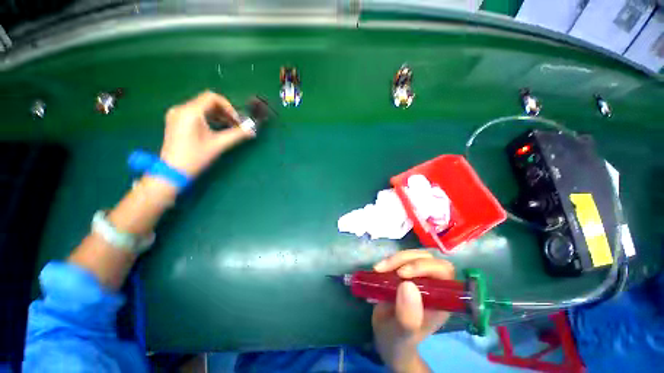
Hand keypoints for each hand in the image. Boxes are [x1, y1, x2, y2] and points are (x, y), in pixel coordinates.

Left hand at [160, 91, 252, 176]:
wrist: (172, 172)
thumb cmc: (196, 157)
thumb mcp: (219, 145)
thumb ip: (237, 135)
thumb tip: (252, 131)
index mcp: (190, 112)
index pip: (212, 97)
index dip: (229, 107)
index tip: (238, 121)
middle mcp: (181, 109)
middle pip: (207, 102)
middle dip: (225, 112)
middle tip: (236, 125)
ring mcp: (176, 115)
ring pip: (202, 108)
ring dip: (218, 115)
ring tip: (228, 128)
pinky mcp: (176, 122)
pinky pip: (195, 114)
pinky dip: (208, 118)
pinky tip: (216, 129)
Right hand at [372, 250, 454, 372]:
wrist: (386, 337)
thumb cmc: (398, 340)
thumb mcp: (402, 334)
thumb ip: (408, 317)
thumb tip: (408, 285)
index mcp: (441, 300)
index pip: (443, 272)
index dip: (424, 267)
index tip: (401, 274)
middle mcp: (433, 285)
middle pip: (428, 258)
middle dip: (406, 259)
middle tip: (385, 269)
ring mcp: (418, 276)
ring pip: (413, 255)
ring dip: (395, 259)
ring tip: (378, 269)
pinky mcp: (405, 272)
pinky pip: (400, 258)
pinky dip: (388, 260)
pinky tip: (378, 269)